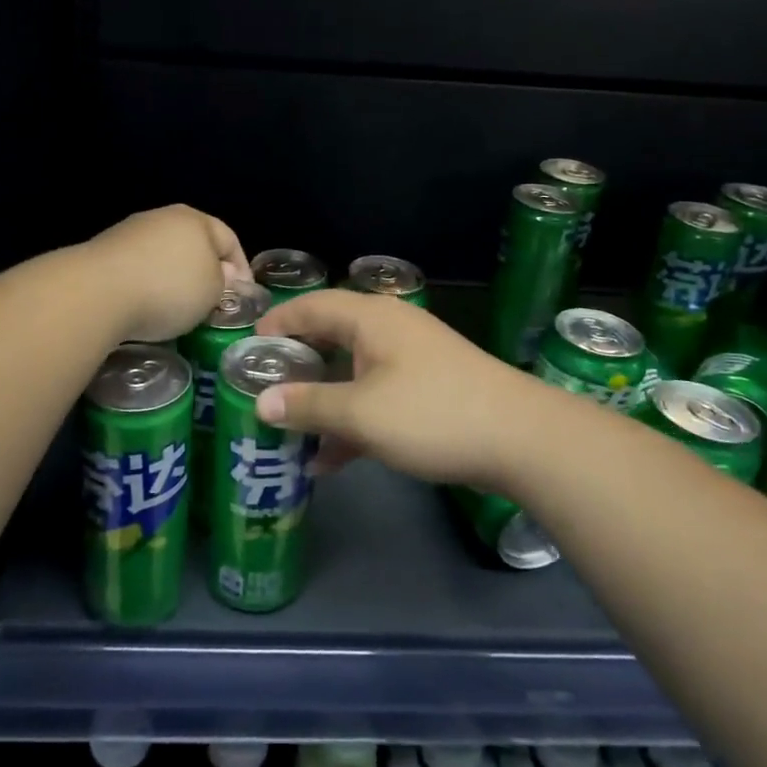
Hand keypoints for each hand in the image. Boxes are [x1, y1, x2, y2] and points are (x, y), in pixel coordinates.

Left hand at [81, 206, 250, 344]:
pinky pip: (138, 269)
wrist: (97, 292)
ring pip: (164, 257)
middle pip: (194, 245)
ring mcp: (130, 233)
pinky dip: (147, 286)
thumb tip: (222, 276)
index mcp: (195, 219)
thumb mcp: (213, 291)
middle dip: (206, 273)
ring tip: (177, 310)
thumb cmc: (169, 288)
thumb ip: (224, 282)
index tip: (244, 296)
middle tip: (212, 303)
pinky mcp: (104, 253)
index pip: (229, 239)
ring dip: (174, 280)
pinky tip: (145, 308)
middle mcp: (162, 217)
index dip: (242, 268)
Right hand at [252, 290, 556, 491]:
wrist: (521, 439)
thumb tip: (261, 402)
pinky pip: (374, 397)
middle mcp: (388, 330)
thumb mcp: (361, 413)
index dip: (276, 323)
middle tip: (259, 389)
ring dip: (320, 400)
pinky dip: (351, 421)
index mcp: (370, 318)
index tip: (245, 350)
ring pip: (350, 373)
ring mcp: (409, 360)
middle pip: (329, 338)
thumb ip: (308, 406)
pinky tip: (328, 460)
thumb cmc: (432, 413)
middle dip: (294, 365)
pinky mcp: (426, 390)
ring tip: (285, 430)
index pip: (310, 306)